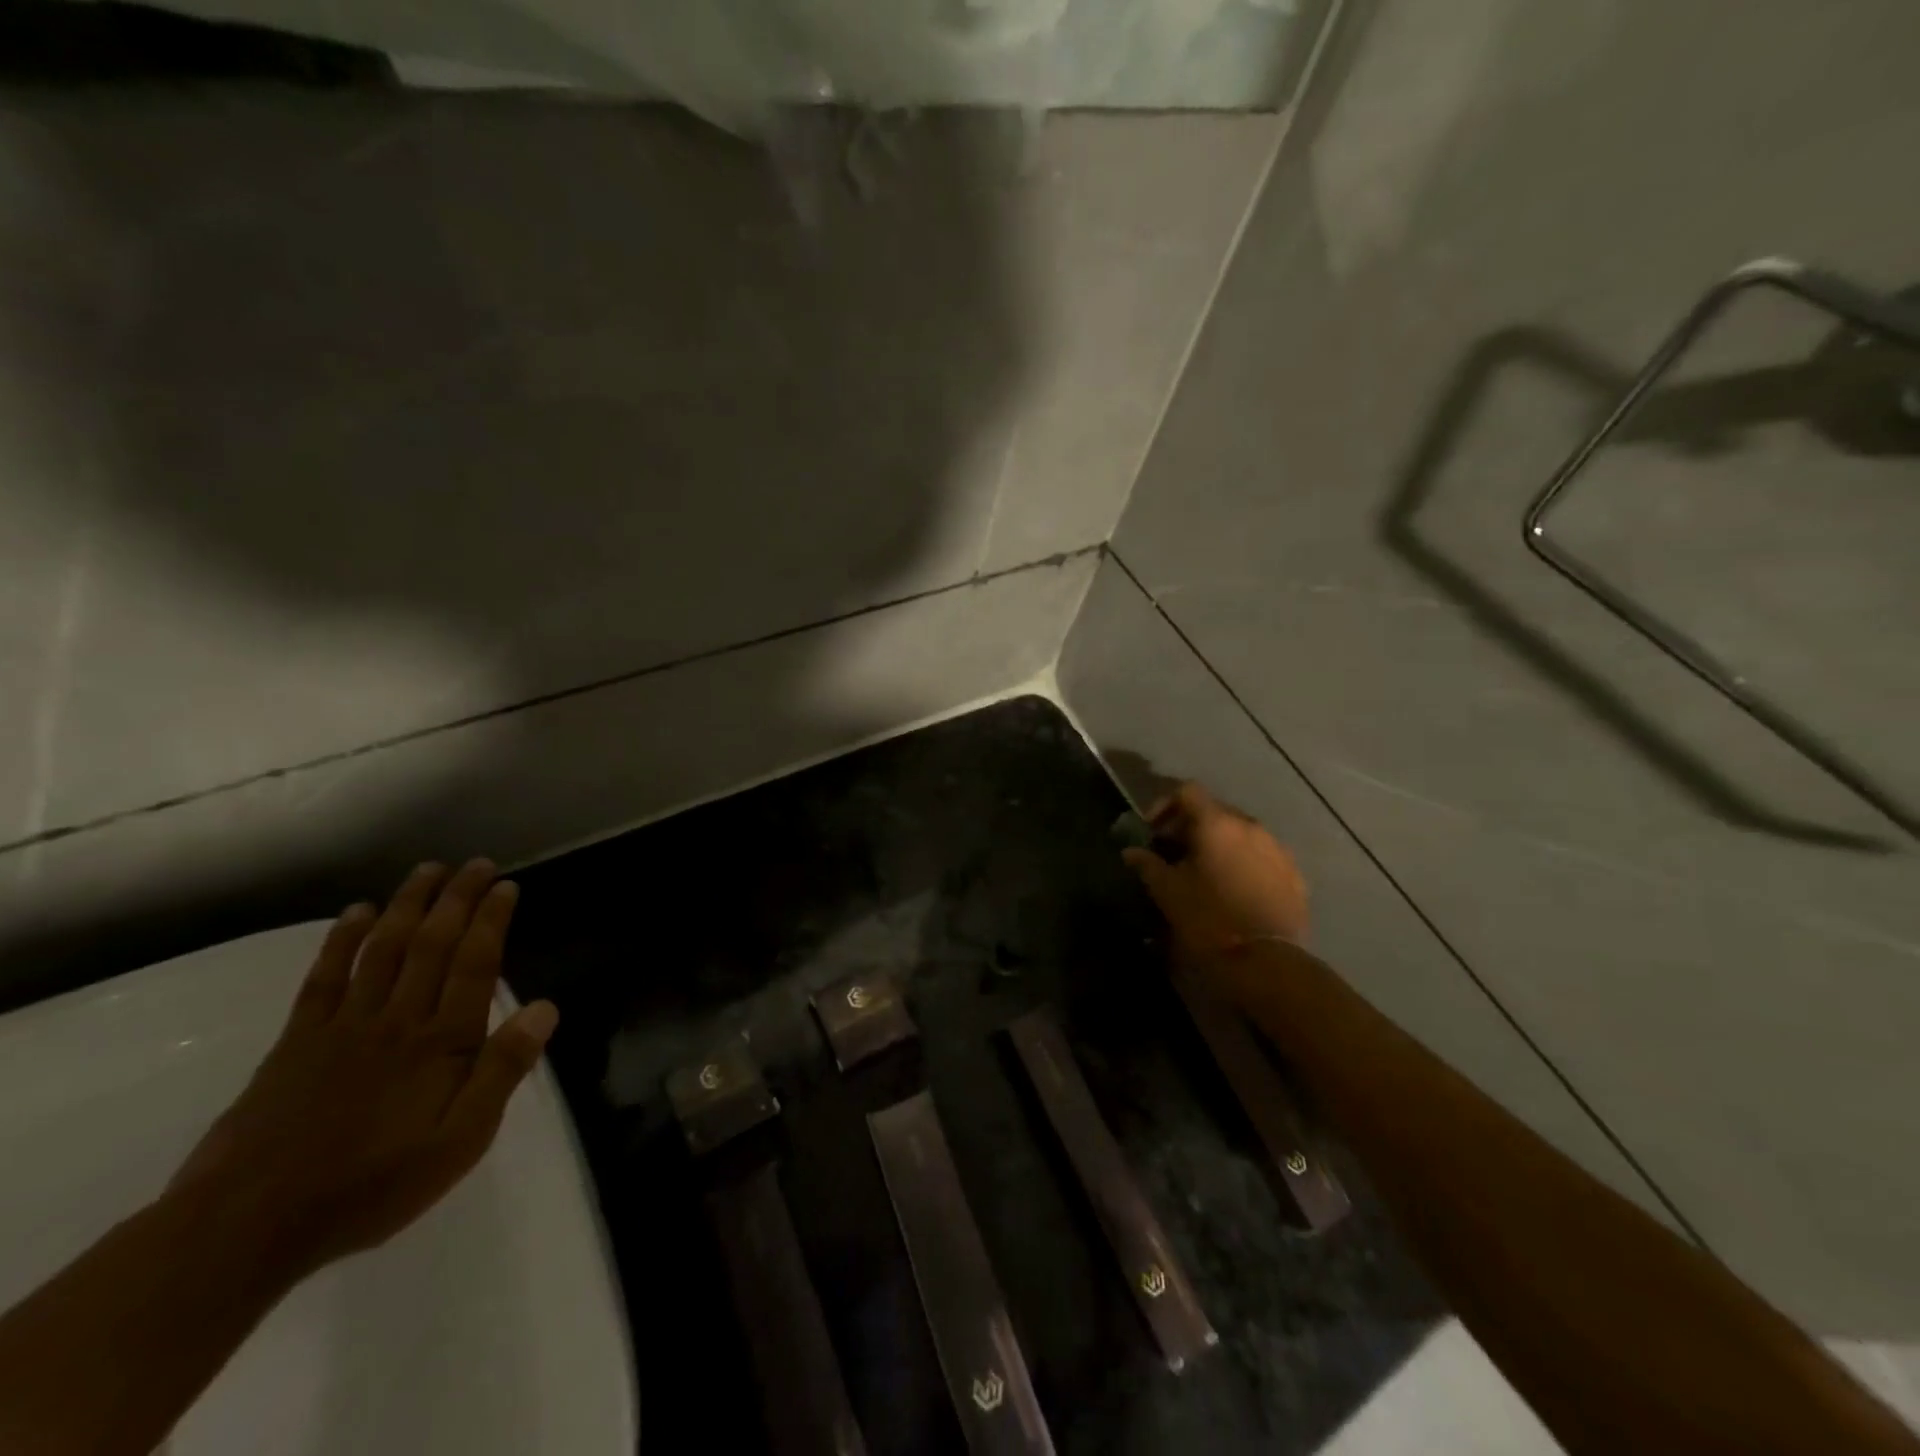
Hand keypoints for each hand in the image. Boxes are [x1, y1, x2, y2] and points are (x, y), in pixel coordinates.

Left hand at [169, 860, 558, 1280]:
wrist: (247, 1227)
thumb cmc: (371, 1186)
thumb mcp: (460, 1142)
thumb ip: (503, 1071)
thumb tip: (546, 1008)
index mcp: (441, 1043)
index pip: (474, 965)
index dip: (492, 921)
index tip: (506, 886)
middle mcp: (397, 1020)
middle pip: (432, 945)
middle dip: (457, 899)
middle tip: (477, 864)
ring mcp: (343, 1026)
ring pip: (382, 949)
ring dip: (407, 905)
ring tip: (428, 871)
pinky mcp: (297, 1042)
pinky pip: (324, 979)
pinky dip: (341, 941)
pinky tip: (356, 913)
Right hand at [1122, 783, 1309, 966]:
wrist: (1266, 960)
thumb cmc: (1208, 917)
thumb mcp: (1168, 891)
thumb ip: (1147, 864)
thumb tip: (1131, 852)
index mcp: (1217, 823)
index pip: (1187, 792)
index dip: (1164, 805)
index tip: (1152, 831)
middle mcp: (1250, 826)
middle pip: (1215, 811)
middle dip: (1191, 826)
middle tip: (1174, 852)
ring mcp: (1277, 849)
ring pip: (1241, 833)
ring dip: (1219, 844)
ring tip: (1205, 871)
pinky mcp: (1294, 874)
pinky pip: (1262, 856)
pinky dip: (1244, 862)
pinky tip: (1234, 888)